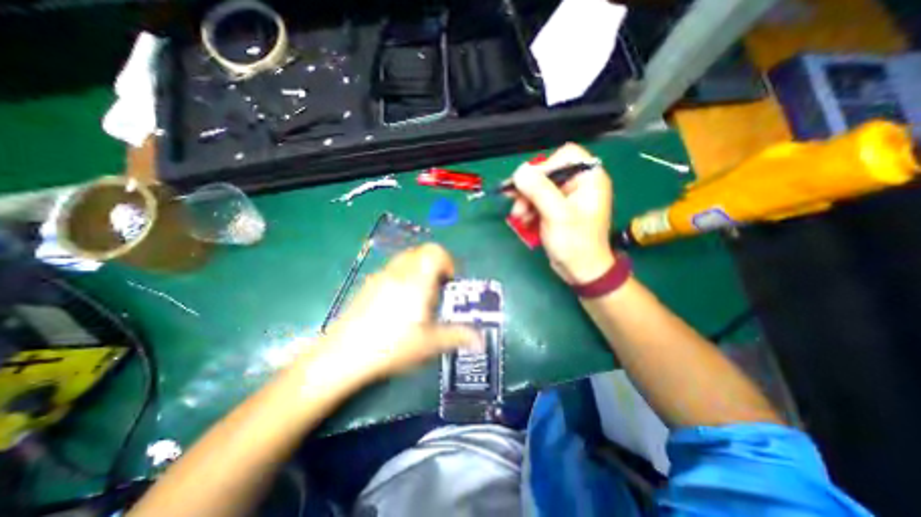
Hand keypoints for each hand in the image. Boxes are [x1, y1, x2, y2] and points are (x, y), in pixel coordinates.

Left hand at [322, 243, 482, 382]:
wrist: (342, 355)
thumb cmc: (391, 346)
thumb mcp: (429, 344)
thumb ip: (457, 336)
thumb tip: (480, 340)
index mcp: (416, 280)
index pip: (435, 251)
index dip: (448, 261)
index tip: (450, 282)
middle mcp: (398, 272)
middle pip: (421, 251)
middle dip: (435, 264)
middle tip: (438, 288)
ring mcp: (380, 276)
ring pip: (405, 258)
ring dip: (419, 268)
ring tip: (420, 294)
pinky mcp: (368, 284)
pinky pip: (392, 269)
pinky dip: (403, 275)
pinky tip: (399, 302)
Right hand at [508, 142, 612, 284]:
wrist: (581, 270)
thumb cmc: (575, 243)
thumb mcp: (557, 215)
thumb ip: (539, 190)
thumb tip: (520, 171)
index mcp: (589, 178)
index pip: (564, 156)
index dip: (544, 166)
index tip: (527, 183)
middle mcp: (579, 184)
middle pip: (548, 172)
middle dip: (529, 188)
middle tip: (516, 203)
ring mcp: (567, 197)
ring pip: (539, 187)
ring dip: (525, 200)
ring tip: (518, 215)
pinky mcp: (557, 209)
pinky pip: (538, 200)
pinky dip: (528, 208)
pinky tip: (524, 219)